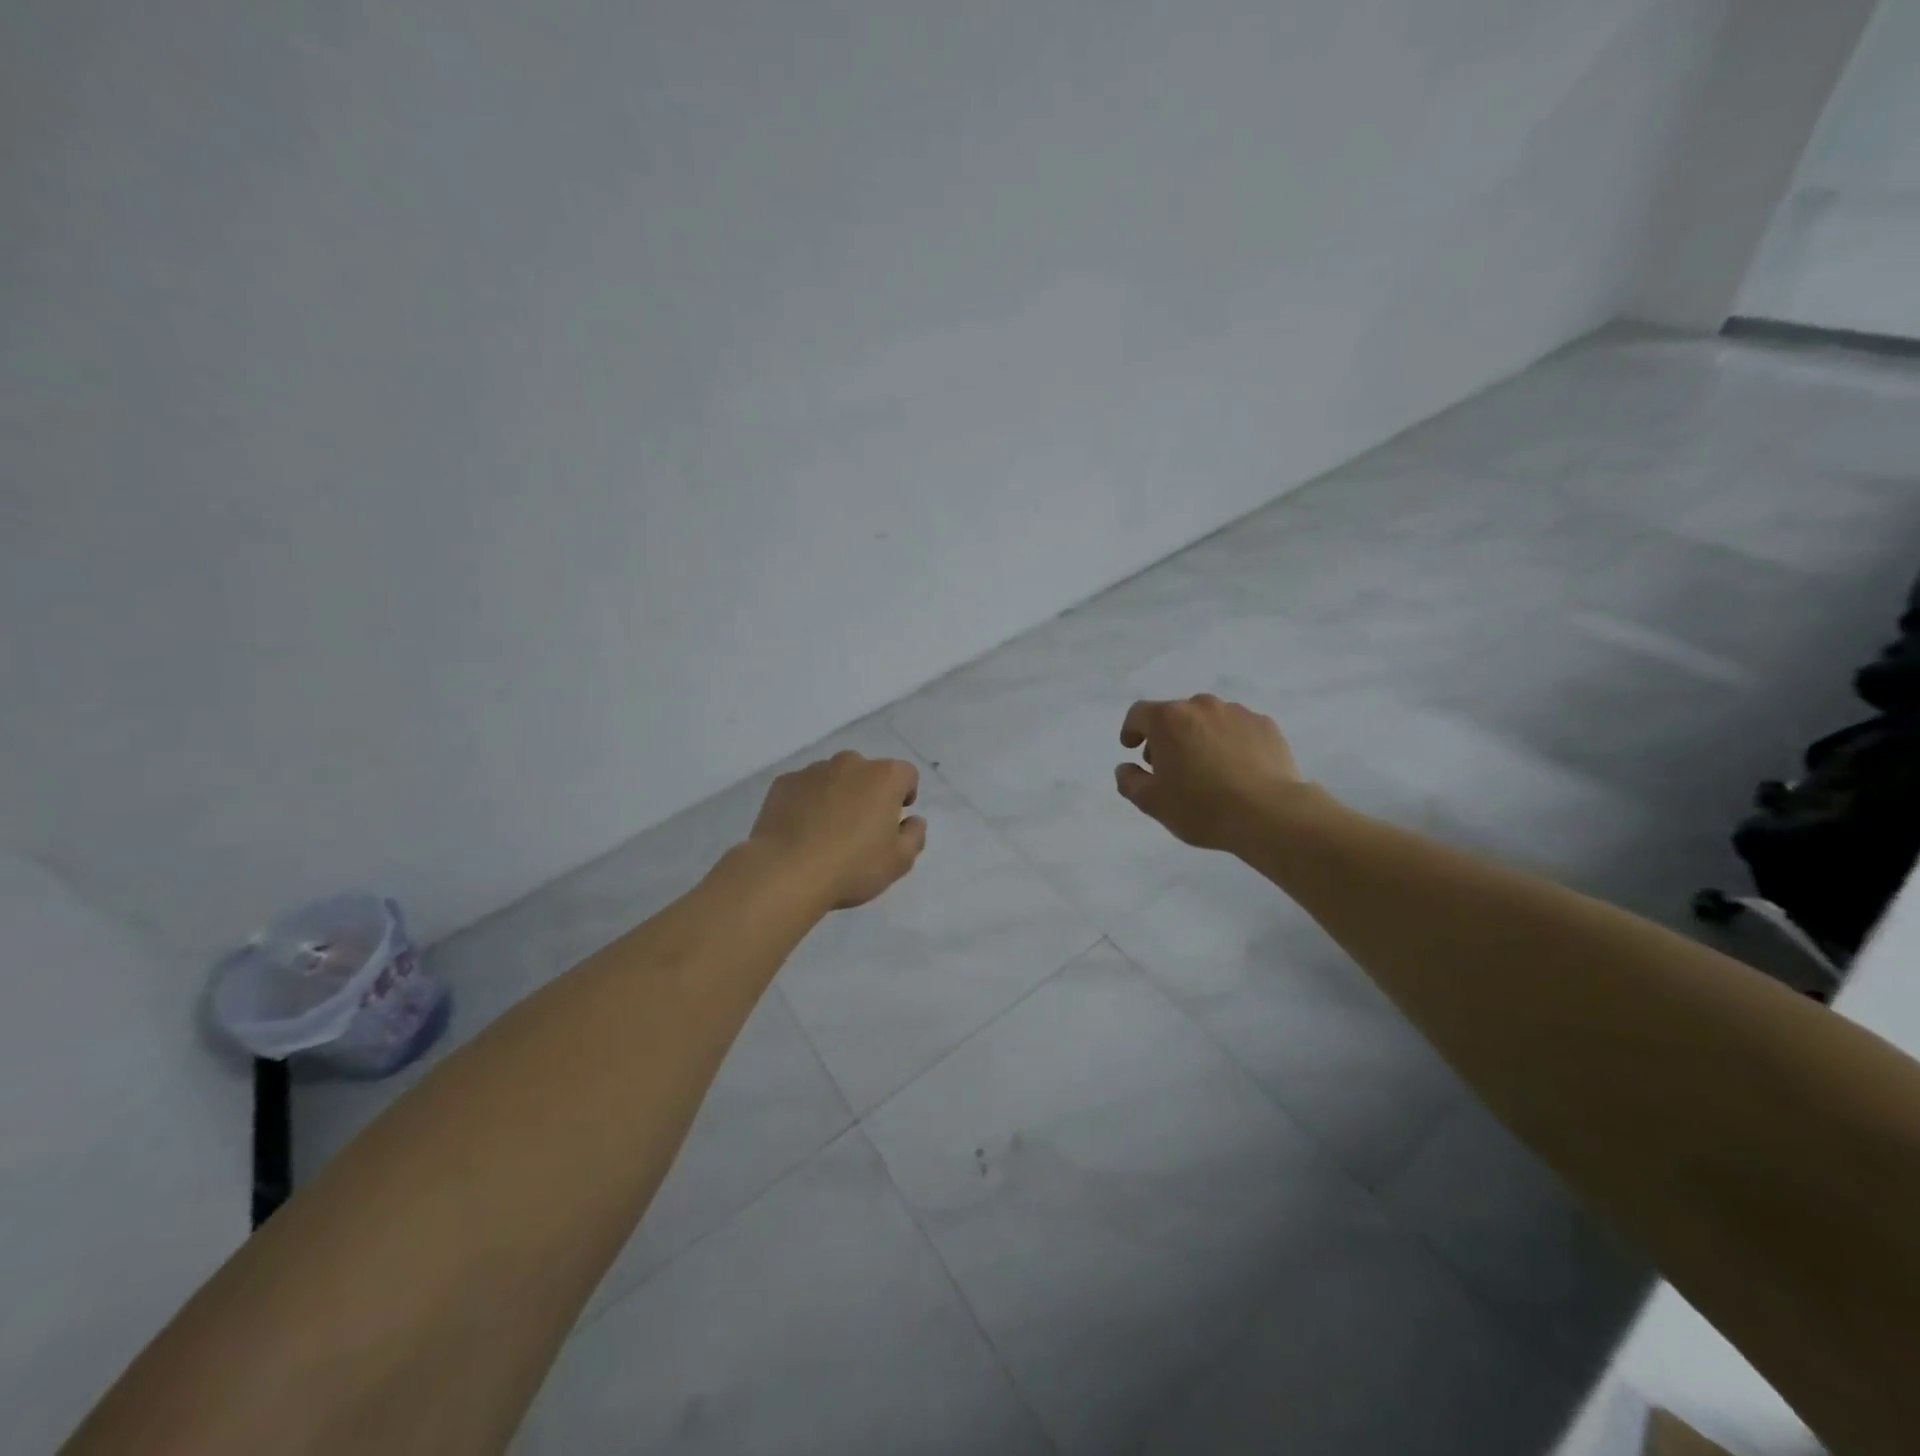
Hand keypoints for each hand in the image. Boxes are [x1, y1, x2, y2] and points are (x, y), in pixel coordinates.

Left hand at [748, 752, 927, 909]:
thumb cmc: (852, 866)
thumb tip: (914, 821)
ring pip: (833, 778)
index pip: (906, 774)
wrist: (786, 872)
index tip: (895, 820)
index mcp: (884, 777)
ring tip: (826, 832)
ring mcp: (813, 771)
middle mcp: (850, 763)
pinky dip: (806, 802)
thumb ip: (914, 836)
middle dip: (868, 793)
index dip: (904, 795)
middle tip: (861, 829)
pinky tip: (800, 831)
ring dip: (836, 796)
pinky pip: (803, 788)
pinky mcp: (783, 783)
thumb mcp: (899, 862)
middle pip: (867, 772)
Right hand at [1116, 695, 1309, 852]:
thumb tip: (1126, 768)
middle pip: (1175, 715)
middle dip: (1167, 737)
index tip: (1132, 747)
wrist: (1270, 814)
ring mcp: (1237, 712)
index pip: (1139, 713)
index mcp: (1168, 719)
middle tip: (1170, 767)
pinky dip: (1230, 742)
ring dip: (1200, 737)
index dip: (1131, 729)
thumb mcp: (1152, 802)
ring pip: (1208, 720)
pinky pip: (1238, 729)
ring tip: (1207, 769)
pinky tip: (1236, 770)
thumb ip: (1129, 781)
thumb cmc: (1201, 807)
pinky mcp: (1266, 725)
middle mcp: (1201, 706)